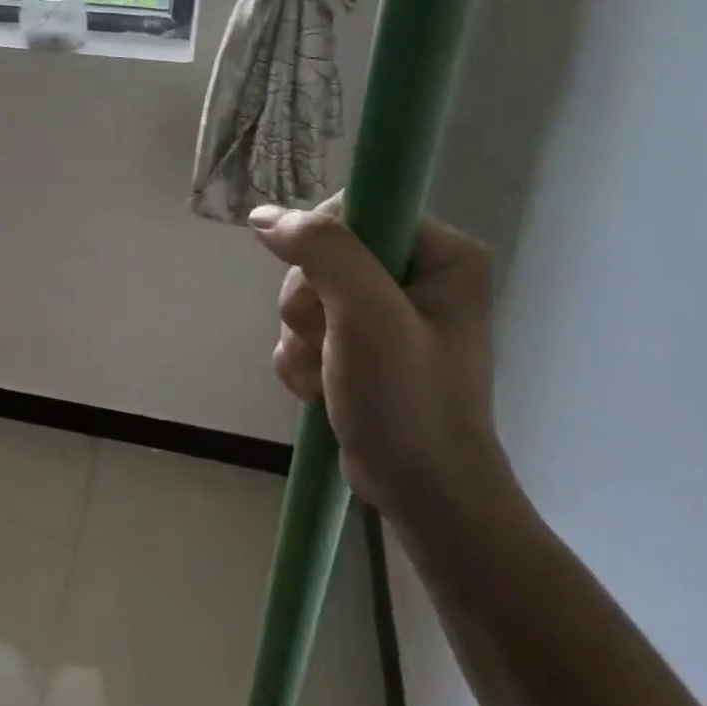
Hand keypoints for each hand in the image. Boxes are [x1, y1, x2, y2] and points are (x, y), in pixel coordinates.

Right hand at [250, 197, 513, 528]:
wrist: (422, 495)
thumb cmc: (409, 403)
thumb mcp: (368, 316)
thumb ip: (323, 251)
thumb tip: (264, 215)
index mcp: (441, 254)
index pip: (354, 210)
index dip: (321, 245)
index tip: (322, 292)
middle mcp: (416, 274)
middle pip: (320, 254)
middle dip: (309, 305)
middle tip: (329, 343)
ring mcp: (385, 311)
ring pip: (304, 293)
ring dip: (300, 338)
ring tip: (329, 375)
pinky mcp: (360, 343)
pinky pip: (304, 328)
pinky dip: (301, 358)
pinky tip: (321, 387)